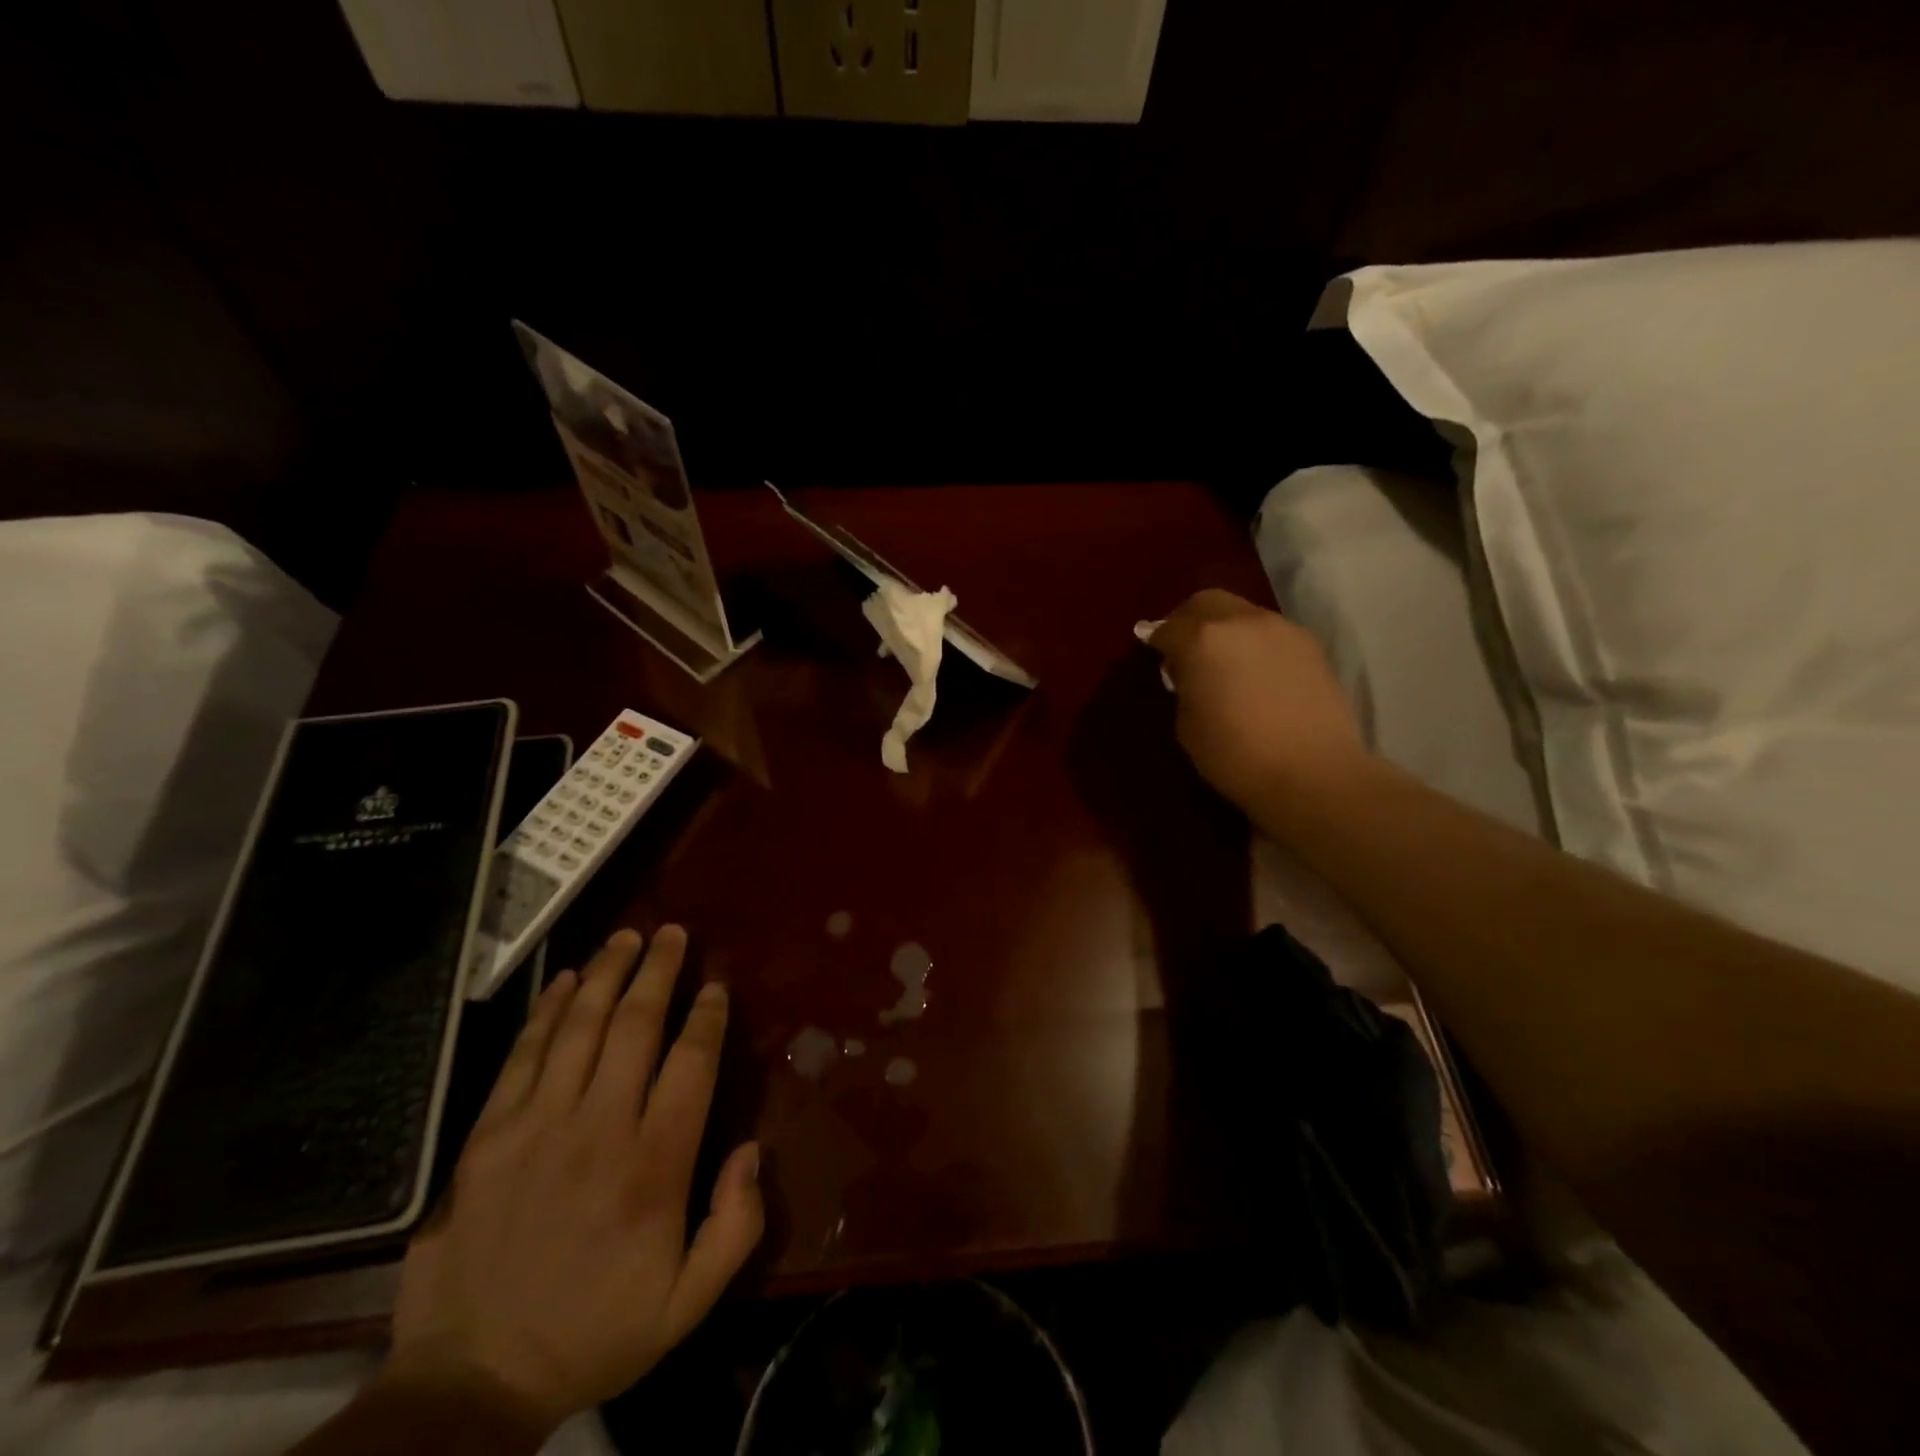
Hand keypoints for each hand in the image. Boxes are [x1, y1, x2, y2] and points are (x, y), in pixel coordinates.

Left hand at [386, 926, 762, 1437]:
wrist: (470, 1384)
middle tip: (673, 933)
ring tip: (628, 937)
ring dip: (608, 974)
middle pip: (636, 1027)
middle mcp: (599, 1129)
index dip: (707, 1017)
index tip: (716, 986)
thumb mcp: (688, 1304)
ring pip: (581, 1027)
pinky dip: (548, 1011)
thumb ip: (736, 1225)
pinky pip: (524, 1055)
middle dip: (659, 971)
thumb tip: (751, 1149)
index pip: (691, 1064)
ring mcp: (538, 1126)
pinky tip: (568, 980)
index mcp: (654, 1166)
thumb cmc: (594, 1333)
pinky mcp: (489, 1135)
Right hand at [1149, 590, 1369, 809]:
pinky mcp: (1310, 643)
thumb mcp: (1187, 725)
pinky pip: (1269, 631)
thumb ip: (1184, 686)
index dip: (1156, 641)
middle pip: (1205, 602)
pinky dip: (1253, 642)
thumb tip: (1188, 672)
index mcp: (1201, 640)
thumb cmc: (1236, 756)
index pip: (1166, 628)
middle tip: (1183, 648)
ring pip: (1241, 612)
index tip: (1154, 655)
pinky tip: (1255, 672)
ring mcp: (1280, 628)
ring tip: (1223, 662)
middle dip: (1188, 620)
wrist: (1314, 773)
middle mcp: (1240, 621)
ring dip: (1224, 629)